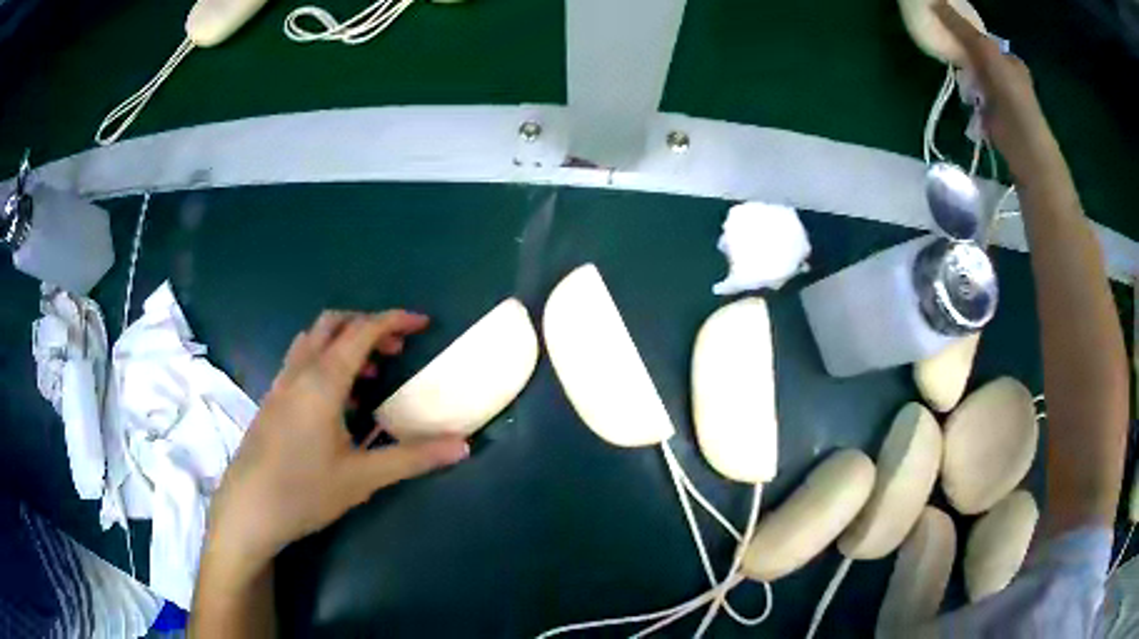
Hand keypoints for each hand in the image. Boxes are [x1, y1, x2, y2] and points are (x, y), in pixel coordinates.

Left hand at [205, 310, 469, 570]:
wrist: (248, 510)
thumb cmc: (304, 491)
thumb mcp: (363, 477)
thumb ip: (413, 457)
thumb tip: (462, 445)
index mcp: (323, 381)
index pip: (362, 332)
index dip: (394, 321)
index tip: (422, 323)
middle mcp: (299, 371)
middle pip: (333, 323)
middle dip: (367, 325)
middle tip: (396, 350)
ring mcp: (280, 384)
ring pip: (313, 340)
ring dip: (344, 342)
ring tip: (369, 374)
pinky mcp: (271, 400)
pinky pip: (301, 361)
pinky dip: (325, 360)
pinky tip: (337, 401)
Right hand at [934, 0, 1061, 176]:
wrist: (1026, 149)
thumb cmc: (1012, 98)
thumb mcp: (987, 54)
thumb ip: (963, 30)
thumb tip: (935, 2)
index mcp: (1011, 61)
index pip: (984, 41)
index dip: (966, 37)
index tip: (950, 38)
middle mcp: (1008, 78)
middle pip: (978, 60)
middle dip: (965, 63)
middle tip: (960, 68)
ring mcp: (1003, 101)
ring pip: (976, 81)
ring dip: (968, 85)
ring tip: (969, 94)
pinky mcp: (996, 121)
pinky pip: (977, 104)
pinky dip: (972, 105)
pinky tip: (973, 111)